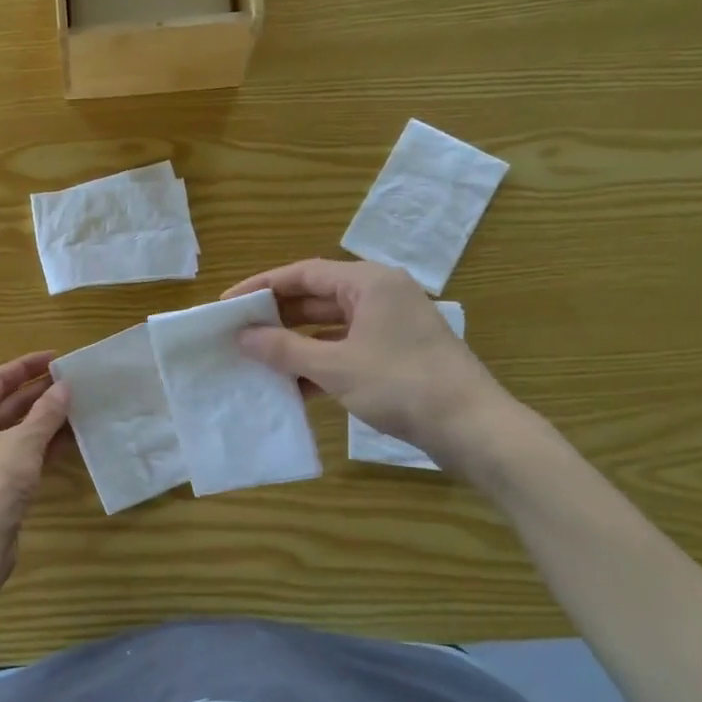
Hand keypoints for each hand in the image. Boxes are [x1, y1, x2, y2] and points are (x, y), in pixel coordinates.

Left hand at [0, 351, 69, 566]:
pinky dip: (43, 444)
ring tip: (78, 406)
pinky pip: (21, 452)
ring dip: (45, 419)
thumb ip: (46, 413)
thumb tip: (65, 387)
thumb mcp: (24, 442)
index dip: (27, 366)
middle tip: (74, 382)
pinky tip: (71, 439)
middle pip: (6, 402)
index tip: (58, 358)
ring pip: (16, 429)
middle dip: (40, 392)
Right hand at [222, 259, 508, 466]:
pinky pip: (347, 347)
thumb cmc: (401, 385)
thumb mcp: (335, 367)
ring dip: (296, 342)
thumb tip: (243, 336)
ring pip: (330, 326)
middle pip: (316, 296)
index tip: (228, 304)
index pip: (303, 273)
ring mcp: (391, 325)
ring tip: (258, 358)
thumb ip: (284, 349)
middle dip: (277, 316)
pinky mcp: (397, 353)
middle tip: (238, 331)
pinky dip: (320, 362)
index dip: (261, 286)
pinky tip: (294, 386)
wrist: (472, 428)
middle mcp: (381, 294)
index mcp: (369, 283)